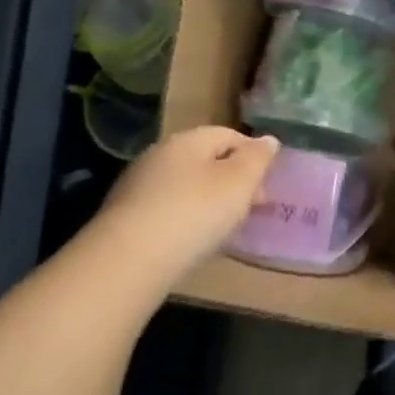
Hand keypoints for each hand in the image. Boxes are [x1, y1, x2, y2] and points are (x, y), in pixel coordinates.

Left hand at [100, 127, 278, 285]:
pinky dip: (187, 216)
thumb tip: (268, 140)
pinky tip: (193, 238)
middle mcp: (160, 154)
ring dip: (209, 199)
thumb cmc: (196, 212)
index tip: (266, 184)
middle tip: (251, 207)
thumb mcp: (240, 182)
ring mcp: (139, 184)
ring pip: (187, 184)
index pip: (229, 135)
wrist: (130, 259)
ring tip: (224, 226)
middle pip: (207, 159)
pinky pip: (168, 206)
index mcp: (189, 140)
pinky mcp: (126, 214)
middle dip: (233, 179)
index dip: (253, 155)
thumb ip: (258, 158)